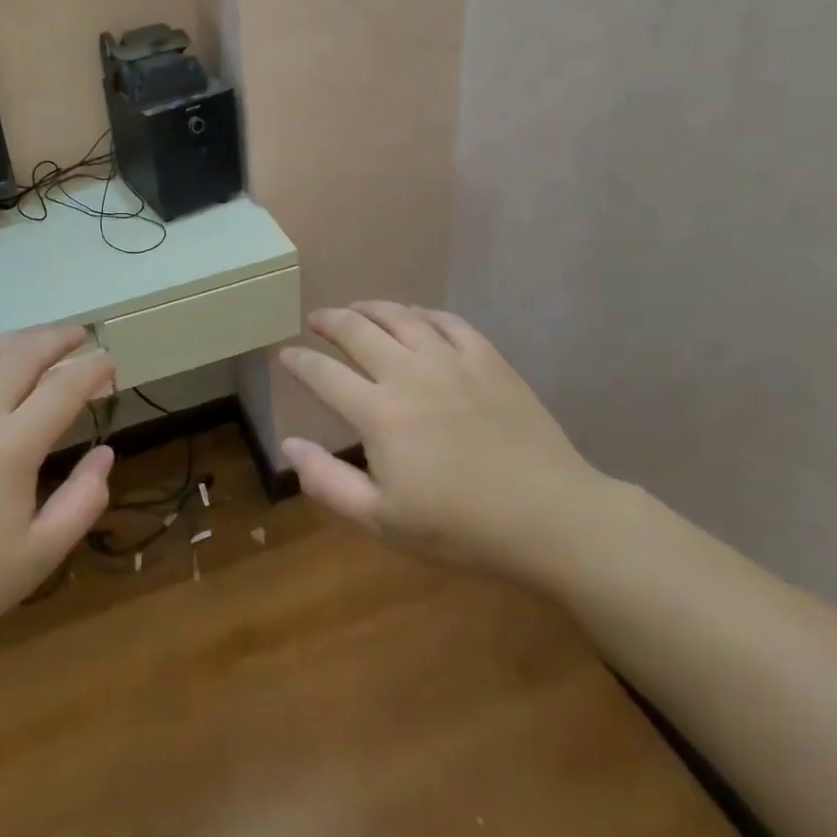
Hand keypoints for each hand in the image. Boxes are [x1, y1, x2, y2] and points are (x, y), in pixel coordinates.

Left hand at [0, 327, 115, 689]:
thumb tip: (105, 454)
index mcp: (12, 446)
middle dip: (57, 339)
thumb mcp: (39, 555)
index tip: (109, 361)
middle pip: (23, 355)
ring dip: (18, 339)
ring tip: (40, 339)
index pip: (63, 388)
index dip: (92, 369)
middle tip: (80, 336)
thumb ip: (83, 501)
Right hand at [277, 303, 614, 583]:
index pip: (323, 374)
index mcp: (378, 413)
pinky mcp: (489, 360)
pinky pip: (448, 322)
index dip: (299, 362)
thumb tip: (288, 444)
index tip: (284, 354)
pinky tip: (416, 316)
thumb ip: (328, 481)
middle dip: (329, 321)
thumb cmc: (461, 528)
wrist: (551, 518)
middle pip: (357, 331)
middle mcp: (409, 373)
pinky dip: (423, 313)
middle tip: (316, 319)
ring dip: (371, 308)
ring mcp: (451, 361)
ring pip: (401, 316)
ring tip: (357, 308)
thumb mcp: (383, 520)